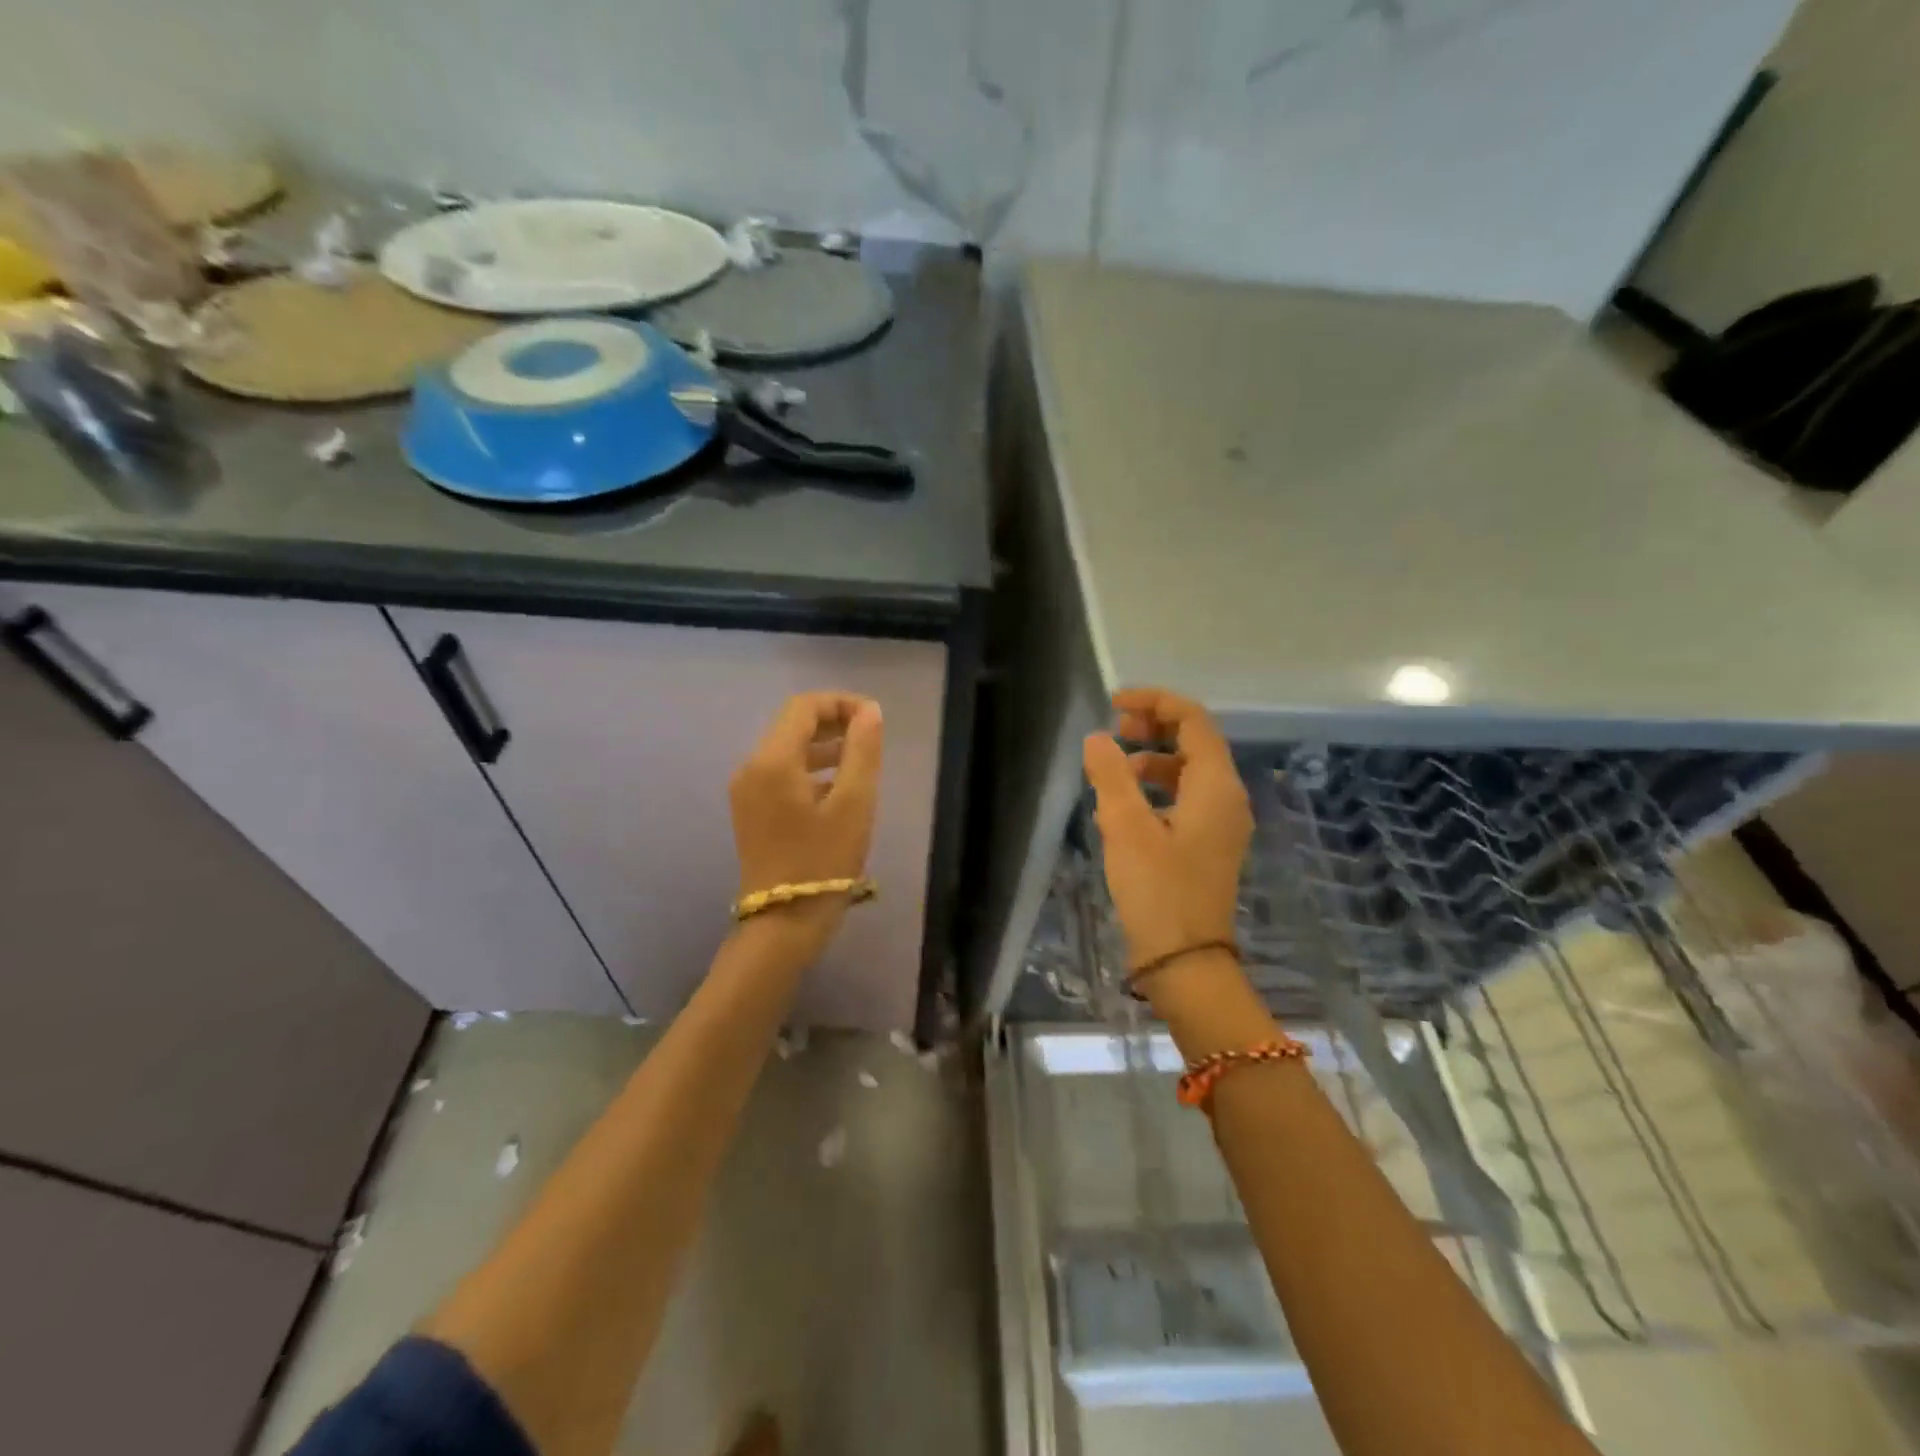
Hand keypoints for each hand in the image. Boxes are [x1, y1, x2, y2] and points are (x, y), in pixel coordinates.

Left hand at [730, 693, 883, 956]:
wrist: (783, 923)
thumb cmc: (823, 862)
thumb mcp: (854, 803)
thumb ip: (862, 751)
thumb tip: (869, 711)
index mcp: (773, 761)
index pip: (804, 707)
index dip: (841, 703)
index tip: (874, 719)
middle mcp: (752, 767)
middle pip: (793, 725)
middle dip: (834, 722)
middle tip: (872, 736)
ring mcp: (747, 790)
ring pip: (788, 749)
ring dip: (824, 746)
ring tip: (862, 760)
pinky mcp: (751, 810)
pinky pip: (782, 773)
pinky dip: (811, 768)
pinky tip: (839, 787)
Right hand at [1082, 689, 1252, 976]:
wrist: (1185, 961)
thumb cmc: (1158, 889)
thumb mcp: (1126, 828)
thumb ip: (1111, 776)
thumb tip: (1098, 738)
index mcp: (1216, 786)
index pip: (1193, 720)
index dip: (1155, 702)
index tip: (1114, 704)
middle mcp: (1227, 798)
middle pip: (1195, 741)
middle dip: (1154, 727)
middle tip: (1113, 729)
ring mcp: (1221, 824)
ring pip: (1189, 772)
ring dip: (1152, 759)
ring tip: (1112, 770)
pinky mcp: (1208, 845)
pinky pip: (1185, 799)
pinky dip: (1156, 790)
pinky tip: (1123, 808)